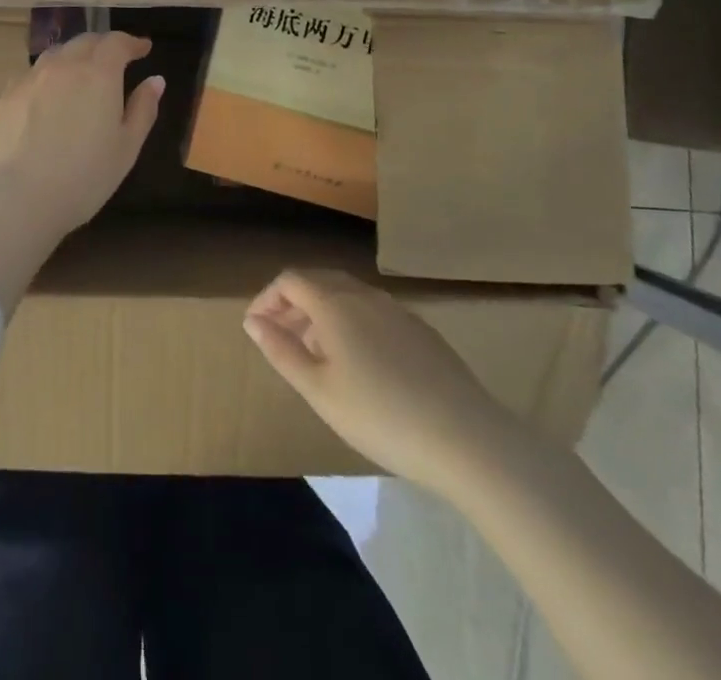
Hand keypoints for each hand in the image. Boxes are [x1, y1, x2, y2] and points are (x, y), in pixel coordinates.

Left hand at [0, 31, 164, 244]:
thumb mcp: (126, 148)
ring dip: (74, 56)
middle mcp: (63, 66)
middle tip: (115, 58)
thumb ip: (142, 109)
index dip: (132, 42)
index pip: (117, 42)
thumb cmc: (82, 177)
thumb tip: (155, 80)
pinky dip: (49, 75)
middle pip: (85, 41)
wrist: (14, 197)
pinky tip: (48, 95)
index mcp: (98, 74)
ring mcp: (30, 78)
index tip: (143, 48)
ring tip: (82, 72)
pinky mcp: (6, 95)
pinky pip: (33, 74)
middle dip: (104, 45)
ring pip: (56, 54)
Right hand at [244, 269, 517, 490]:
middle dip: (294, 304)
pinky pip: (374, 312)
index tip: (257, 329)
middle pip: (319, 282)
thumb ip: (281, 351)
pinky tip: (362, 365)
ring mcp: (397, 310)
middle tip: (282, 340)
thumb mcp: (319, 391)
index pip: (290, 280)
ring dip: (323, 314)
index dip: (267, 299)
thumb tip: (253, 321)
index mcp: (334, 303)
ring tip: (317, 355)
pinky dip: (353, 324)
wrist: (467, 439)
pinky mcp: (421, 330)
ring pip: (348, 296)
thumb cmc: (380, 416)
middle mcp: (364, 295)